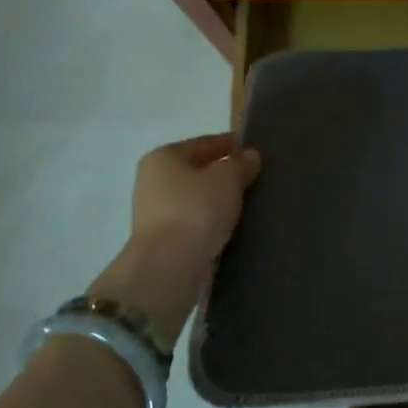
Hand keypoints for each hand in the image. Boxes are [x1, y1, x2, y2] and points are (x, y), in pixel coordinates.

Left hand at [88, 133, 261, 349]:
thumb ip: (240, 164)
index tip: (252, 149)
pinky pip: (195, 221)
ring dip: (217, 198)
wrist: (170, 264)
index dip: (228, 143)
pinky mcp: (164, 240)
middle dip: (222, 172)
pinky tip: (232, 223)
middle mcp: (153, 181)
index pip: (203, 143)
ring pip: (196, 197)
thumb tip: (249, 156)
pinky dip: (211, 219)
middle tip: (254, 175)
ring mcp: (155, 213)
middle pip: (196, 170)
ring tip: (248, 201)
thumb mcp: (227, 178)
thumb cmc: (197, 209)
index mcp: (163, 157)